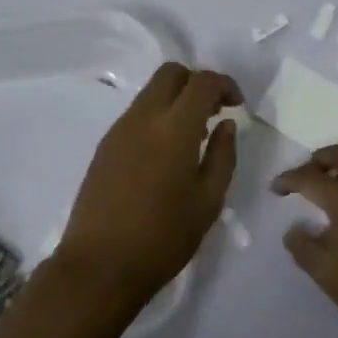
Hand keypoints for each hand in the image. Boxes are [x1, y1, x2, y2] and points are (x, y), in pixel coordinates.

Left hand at [56, 62, 240, 310]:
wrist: (100, 265)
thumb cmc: (163, 237)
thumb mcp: (208, 201)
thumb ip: (223, 155)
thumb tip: (226, 124)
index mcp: (174, 128)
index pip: (202, 82)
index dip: (224, 84)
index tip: (237, 105)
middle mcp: (143, 118)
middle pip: (170, 73)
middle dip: (197, 82)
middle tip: (214, 112)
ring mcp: (119, 129)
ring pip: (151, 91)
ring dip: (176, 99)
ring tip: (193, 136)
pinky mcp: (104, 146)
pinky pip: (136, 113)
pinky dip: (157, 116)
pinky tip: (165, 153)